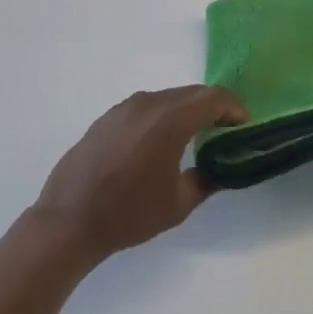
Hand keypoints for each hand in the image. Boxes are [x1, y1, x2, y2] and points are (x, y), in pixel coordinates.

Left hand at [34, 86, 248, 260]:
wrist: (69, 220)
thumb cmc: (129, 213)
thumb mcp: (179, 204)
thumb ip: (206, 180)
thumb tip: (220, 169)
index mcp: (171, 120)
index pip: (214, 98)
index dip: (234, 107)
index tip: (243, 124)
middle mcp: (148, 103)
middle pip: (191, 93)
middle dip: (212, 107)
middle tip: (224, 129)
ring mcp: (124, 108)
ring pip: (167, 97)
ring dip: (186, 110)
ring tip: (192, 136)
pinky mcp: (106, 117)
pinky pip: (145, 107)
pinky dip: (161, 116)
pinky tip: (157, 143)